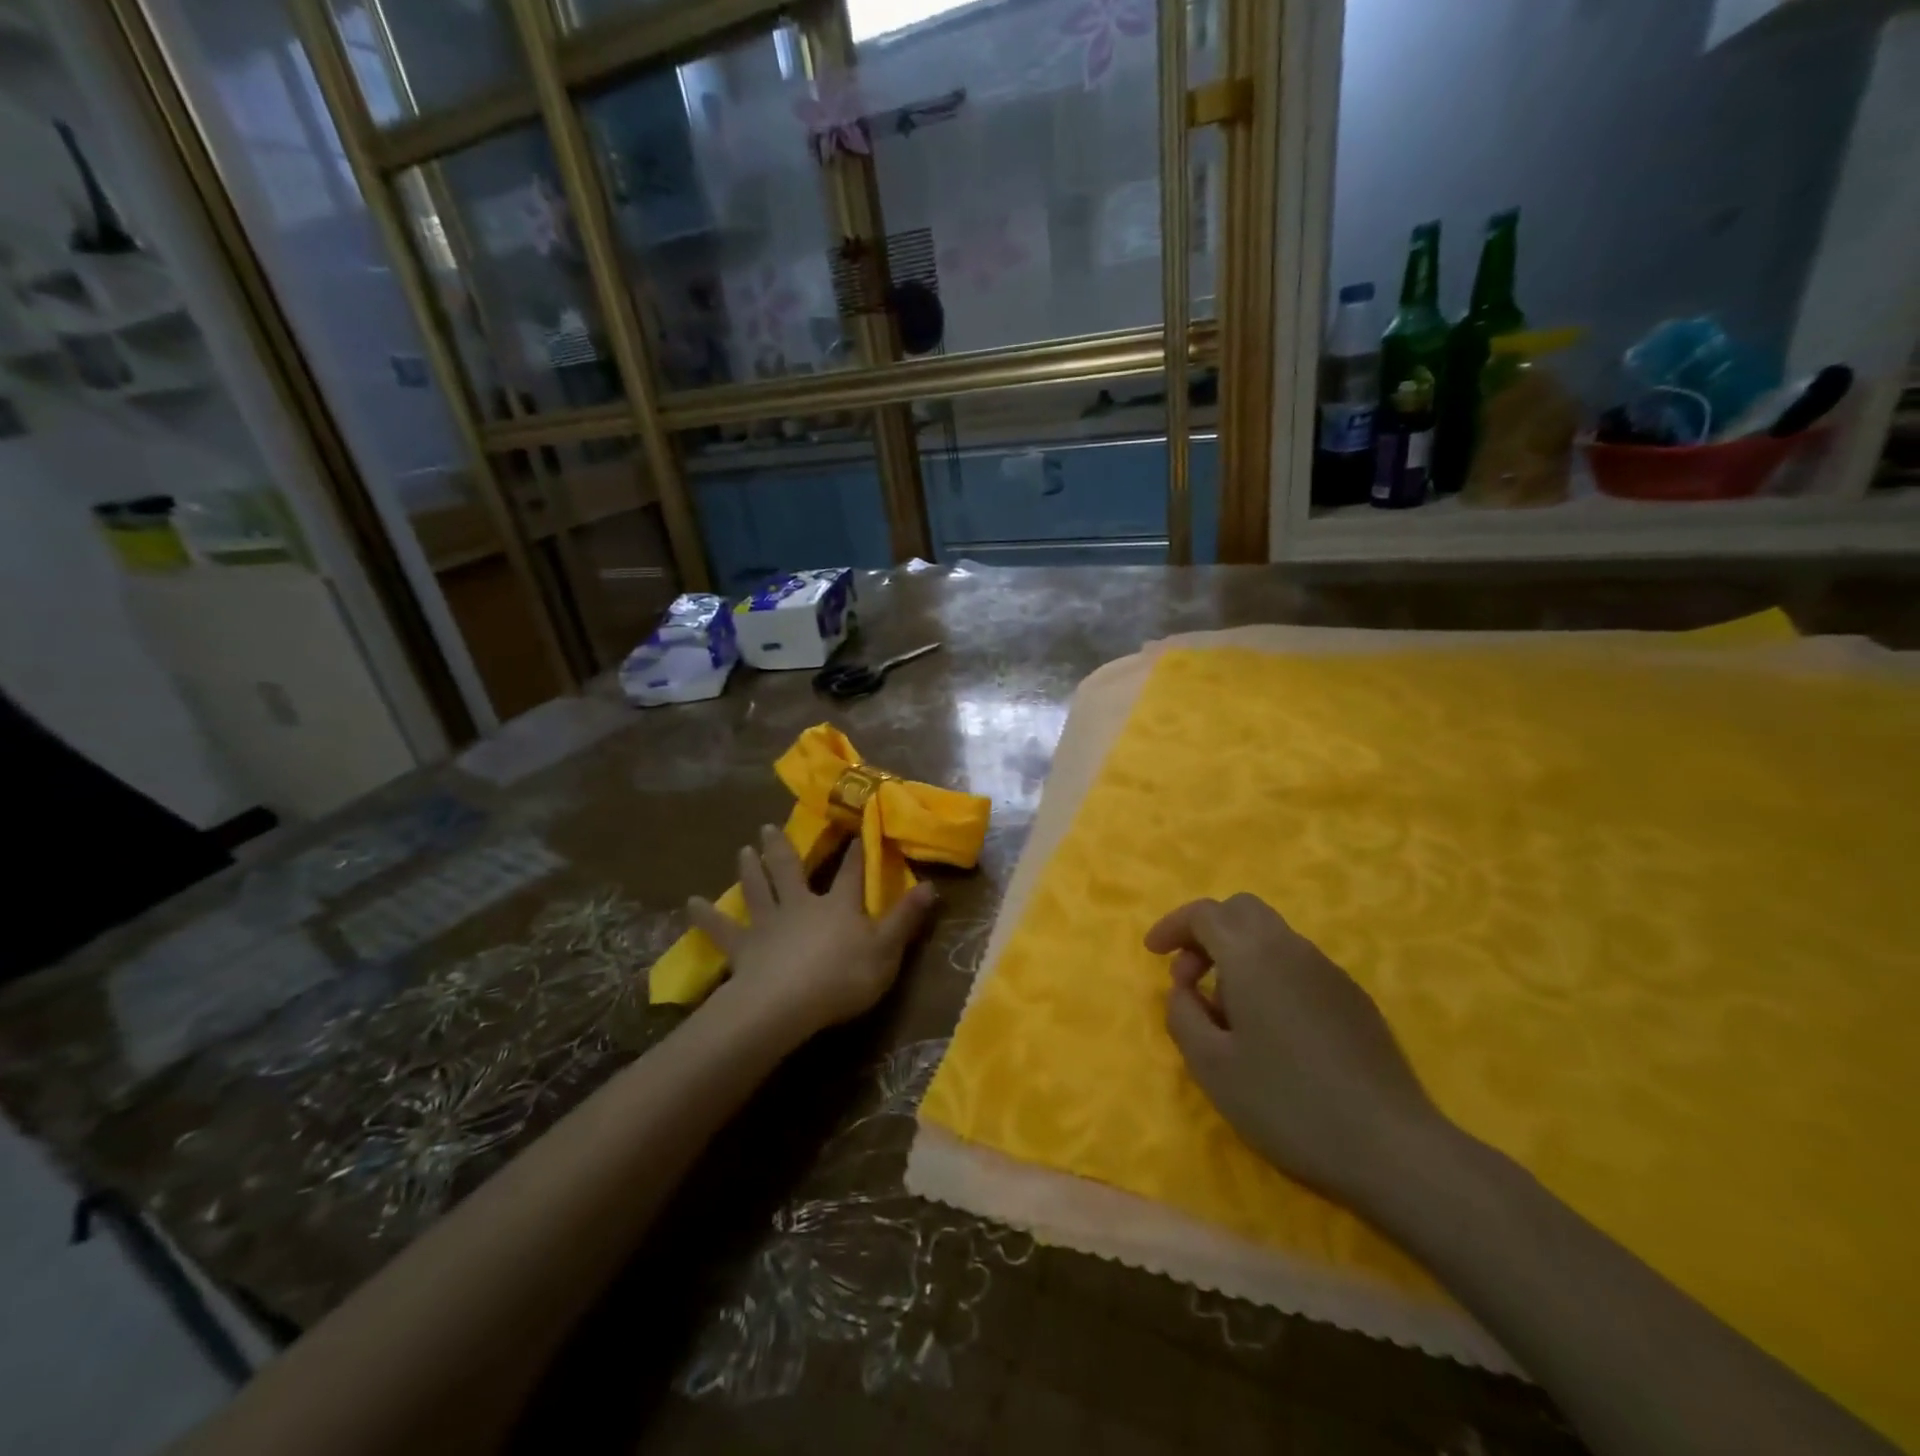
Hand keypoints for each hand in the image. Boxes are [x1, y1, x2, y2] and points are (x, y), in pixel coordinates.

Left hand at [688, 826, 935, 1040]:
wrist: (787, 1004)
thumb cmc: (843, 978)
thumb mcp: (887, 951)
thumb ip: (906, 919)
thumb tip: (931, 886)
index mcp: (838, 906)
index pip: (852, 872)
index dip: (857, 850)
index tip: (857, 825)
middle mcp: (801, 905)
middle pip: (790, 870)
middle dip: (782, 848)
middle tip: (767, 826)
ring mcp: (769, 924)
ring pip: (757, 889)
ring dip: (749, 869)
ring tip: (742, 849)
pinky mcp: (743, 948)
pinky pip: (722, 930)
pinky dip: (705, 917)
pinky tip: (689, 904)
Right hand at [1147, 893, 1449, 1207]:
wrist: (1392, 1147)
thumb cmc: (1287, 1103)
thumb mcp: (1211, 1066)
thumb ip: (1183, 1015)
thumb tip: (1184, 990)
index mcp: (1253, 955)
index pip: (1204, 914)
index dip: (1172, 926)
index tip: (1152, 954)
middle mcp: (1291, 948)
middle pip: (1241, 910)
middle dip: (1206, 933)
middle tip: (1189, 978)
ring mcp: (1328, 971)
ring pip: (1271, 936)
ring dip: (1237, 955)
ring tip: (1227, 1014)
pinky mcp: (1353, 998)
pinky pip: (1297, 964)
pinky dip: (1268, 974)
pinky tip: (1272, 1030)